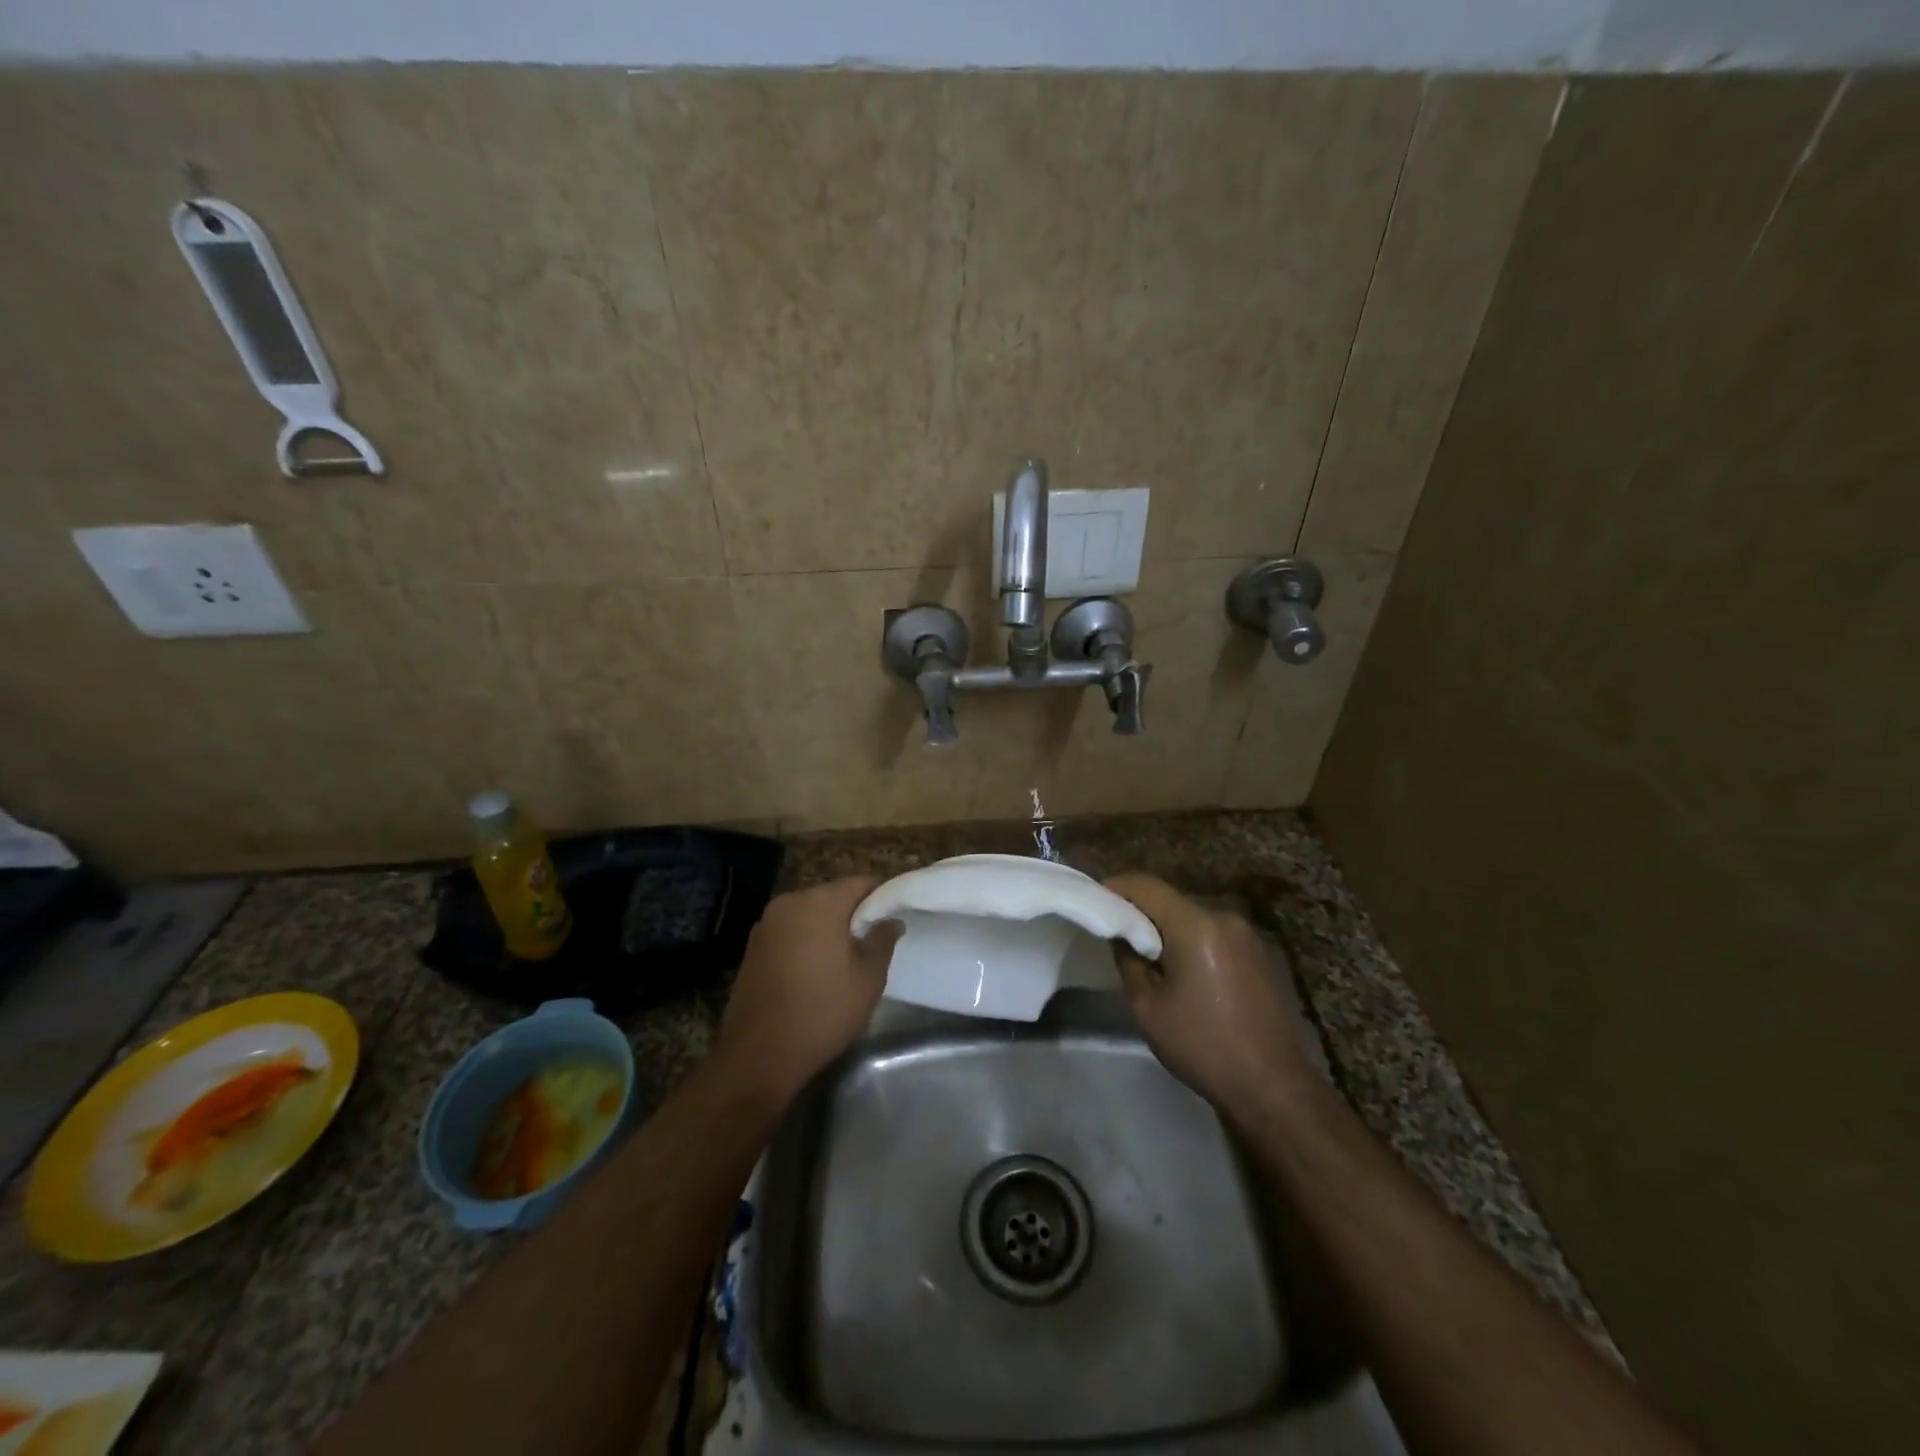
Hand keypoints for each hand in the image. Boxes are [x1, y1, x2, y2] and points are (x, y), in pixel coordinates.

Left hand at [717, 877, 897, 1104]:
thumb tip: (891, 920)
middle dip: (853, 914)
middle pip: (832, 896)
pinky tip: (814, 972)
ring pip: (808, 915)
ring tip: (844, 961)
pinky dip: (805, 942)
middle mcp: (789, 903)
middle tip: (871, 944)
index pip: (860, 883)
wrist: (759, 1055)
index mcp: (820, 902)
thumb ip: (882, 940)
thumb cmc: (823, 1011)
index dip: (881, 898)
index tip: (892, 920)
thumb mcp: (868, 978)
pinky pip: (789, 933)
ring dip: (827, 929)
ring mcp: (765, 924)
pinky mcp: (752, 948)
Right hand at [1104, 873, 1311, 1112]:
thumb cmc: (1203, 1046)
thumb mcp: (1147, 1007)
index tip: (1093, 903)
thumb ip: (1127, 960)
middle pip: (1169, 898)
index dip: (1114, 887)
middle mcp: (1223, 917)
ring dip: (1165, 927)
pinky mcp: (1257, 951)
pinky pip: (1211, 932)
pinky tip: (1180, 968)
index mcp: (1195, 925)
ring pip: (1190, 915)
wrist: (1273, 1086)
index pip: (1145, 885)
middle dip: (1139, 910)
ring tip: (1144, 954)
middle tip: (1114, 933)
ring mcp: (1245, 933)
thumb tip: (1121, 934)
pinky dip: (1189, 939)